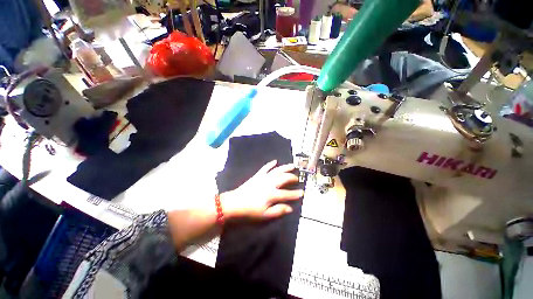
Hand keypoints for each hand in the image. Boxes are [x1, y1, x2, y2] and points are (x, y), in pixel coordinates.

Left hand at [220, 160, 303, 219]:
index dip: (296, 194)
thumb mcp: (265, 215)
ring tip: (292, 165)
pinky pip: (265, 167)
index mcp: (272, 195)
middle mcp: (270, 184)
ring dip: (285, 167)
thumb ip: (278, 211)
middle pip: (284, 178)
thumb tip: (290, 208)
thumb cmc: (250, 211)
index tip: (302, 192)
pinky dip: (270, 164)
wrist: (235, 203)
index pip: (287, 194)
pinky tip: (275, 161)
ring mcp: (264, 178)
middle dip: (292, 178)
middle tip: (297, 179)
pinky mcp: (258, 175)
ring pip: (277, 170)